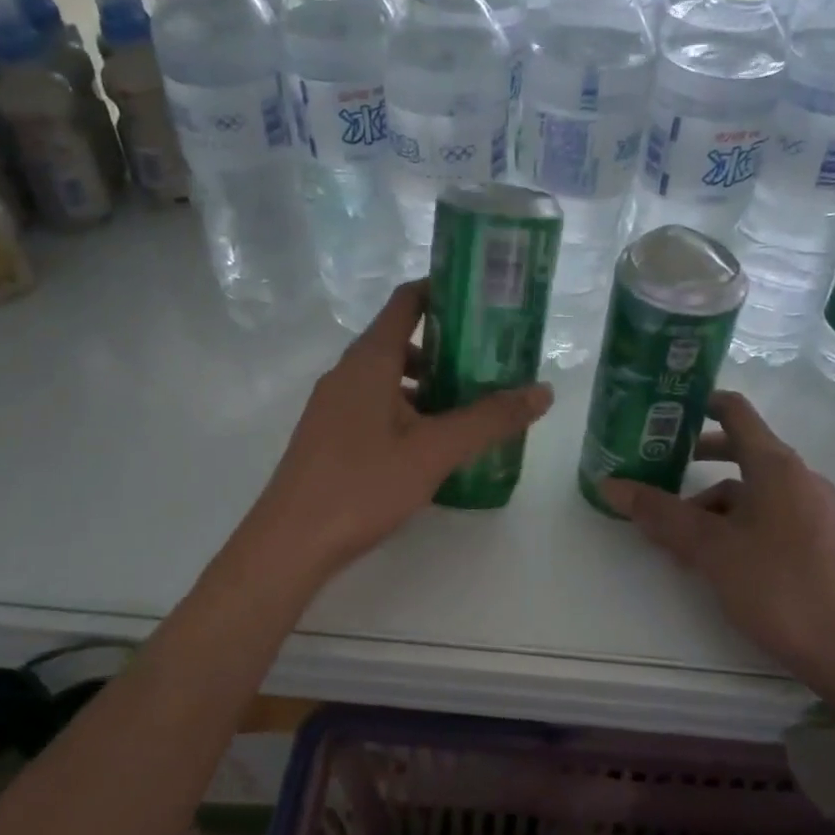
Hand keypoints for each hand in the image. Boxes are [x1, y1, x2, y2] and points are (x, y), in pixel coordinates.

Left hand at [240, 281, 553, 584]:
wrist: (291, 542)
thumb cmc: (363, 485)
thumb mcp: (434, 451)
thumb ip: (490, 420)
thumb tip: (543, 391)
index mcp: (369, 361)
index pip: (407, 302)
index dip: (444, 291)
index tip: (485, 299)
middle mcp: (347, 373)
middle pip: (401, 341)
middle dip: (448, 348)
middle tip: (493, 363)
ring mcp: (334, 405)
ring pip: (389, 378)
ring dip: (429, 385)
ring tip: (470, 408)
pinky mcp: (330, 434)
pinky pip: (376, 405)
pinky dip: (408, 410)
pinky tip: (432, 445)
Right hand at [600, 392, 834, 695]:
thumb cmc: (776, 585)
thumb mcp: (709, 547)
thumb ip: (659, 513)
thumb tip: (610, 484)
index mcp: (776, 466)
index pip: (735, 412)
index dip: (700, 403)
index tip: (665, 410)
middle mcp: (799, 478)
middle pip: (741, 452)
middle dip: (696, 460)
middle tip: (657, 470)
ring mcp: (813, 510)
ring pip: (751, 491)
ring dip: (711, 503)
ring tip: (676, 536)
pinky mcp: (818, 540)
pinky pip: (768, 515)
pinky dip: (735, 524)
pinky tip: (713, 558)